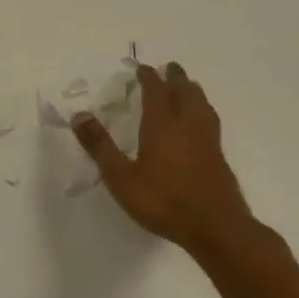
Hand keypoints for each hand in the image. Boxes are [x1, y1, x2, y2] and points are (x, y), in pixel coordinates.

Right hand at [72, 63, 252, 255]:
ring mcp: (207, 141)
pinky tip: (201, 123)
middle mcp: (187, 126)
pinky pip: (210, 122)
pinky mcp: (219, 158)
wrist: (218, 230)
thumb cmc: (164, 201)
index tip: (142, 68)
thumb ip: (100, 146)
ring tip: (188, 87)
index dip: (149, 77)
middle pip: (185, 92)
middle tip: (169, 67)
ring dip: (193, 91)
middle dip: (176, 78)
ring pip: (202, 105)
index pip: (156, 91)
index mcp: (162, 125)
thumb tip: (79, 115)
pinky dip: (203, 111)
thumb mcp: (121, 177)